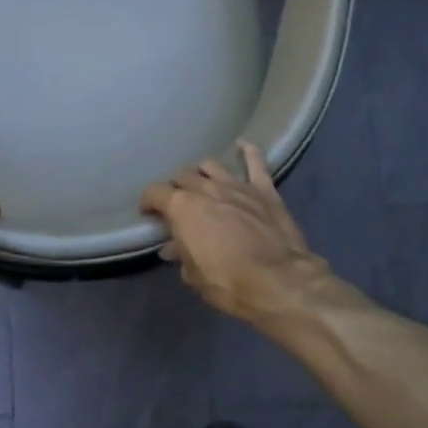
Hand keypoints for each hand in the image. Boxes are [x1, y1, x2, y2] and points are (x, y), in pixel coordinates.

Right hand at [141, 141, 325, 325]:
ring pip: (212, 165)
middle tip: (177, 203)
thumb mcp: (194, 275)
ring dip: (203, 172)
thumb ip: (182, 255)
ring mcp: (237, 185)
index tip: (148, 213)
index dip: (148, 202)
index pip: (155, 193)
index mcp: (182, 208)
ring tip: (202, 183)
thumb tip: (172, 248)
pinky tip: (242, 145)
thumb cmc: (228, 282)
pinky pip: (256, 162)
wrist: (279, 281)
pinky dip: (248, 152)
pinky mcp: (264, 190)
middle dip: (175, 187)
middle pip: (183, 175)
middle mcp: (206, 189)